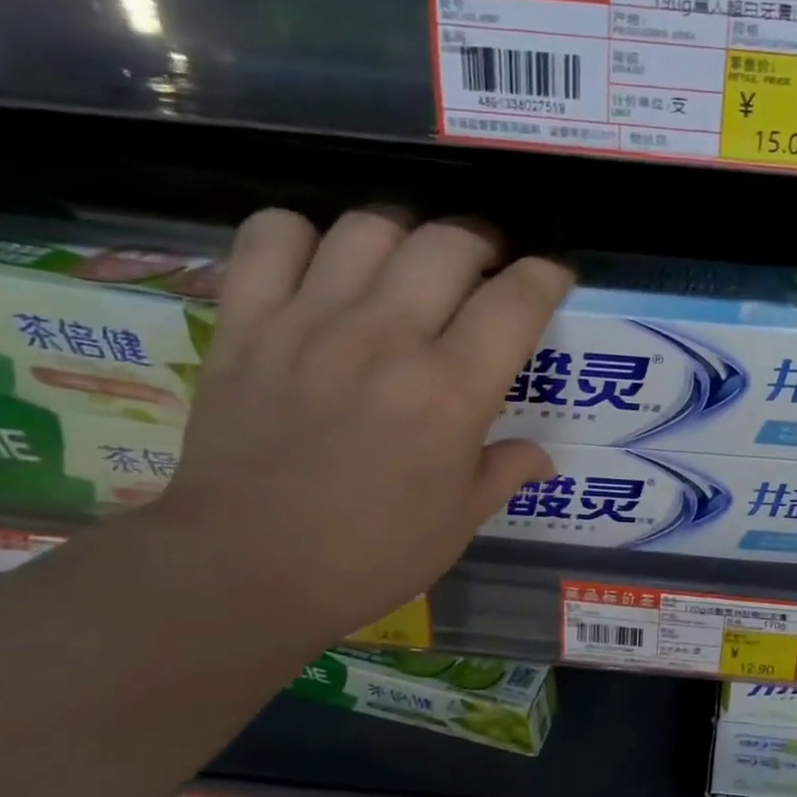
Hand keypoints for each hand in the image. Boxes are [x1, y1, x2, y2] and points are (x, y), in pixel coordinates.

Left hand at [134, 208, 570, 648]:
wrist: (243, 570)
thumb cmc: (369, 555)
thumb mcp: (459, 522)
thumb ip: (505, 472)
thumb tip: (542, 457)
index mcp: (451, 391)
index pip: (517, 299)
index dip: (548, 276)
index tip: (553, 278)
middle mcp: (386, 339)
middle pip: (450, 241)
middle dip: (483, 242)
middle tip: (485, 269)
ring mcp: (310, 323)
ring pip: (369, 226)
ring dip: (405, 233)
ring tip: (409, 263)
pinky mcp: (246, 324)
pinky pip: (272, 236)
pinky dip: (303, 235)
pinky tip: (321, 267)